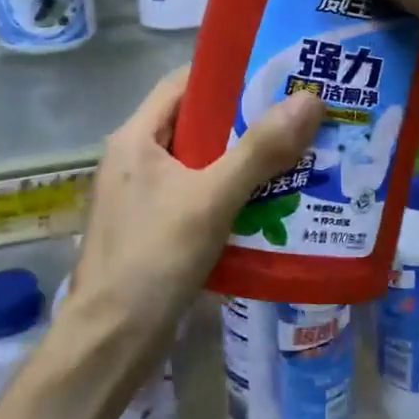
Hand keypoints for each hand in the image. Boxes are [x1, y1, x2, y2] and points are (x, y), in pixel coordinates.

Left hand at [71, 69, 321, 348]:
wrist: (110, 344)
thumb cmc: (153, 259)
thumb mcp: (210, 198)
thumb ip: (259, 150)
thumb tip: (308, 100)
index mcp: (135, 139)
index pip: (182, 84)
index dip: (227, 75)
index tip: (275, 75)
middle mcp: (135, 161)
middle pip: (196, 124)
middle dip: (246, 121)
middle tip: (299, 117)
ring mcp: (143, 198)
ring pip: (202, 164)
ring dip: (244, 161)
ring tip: (297, 156)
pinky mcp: (156, 230)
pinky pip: (201, 197)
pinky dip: (233, 195)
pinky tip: (273, 203)